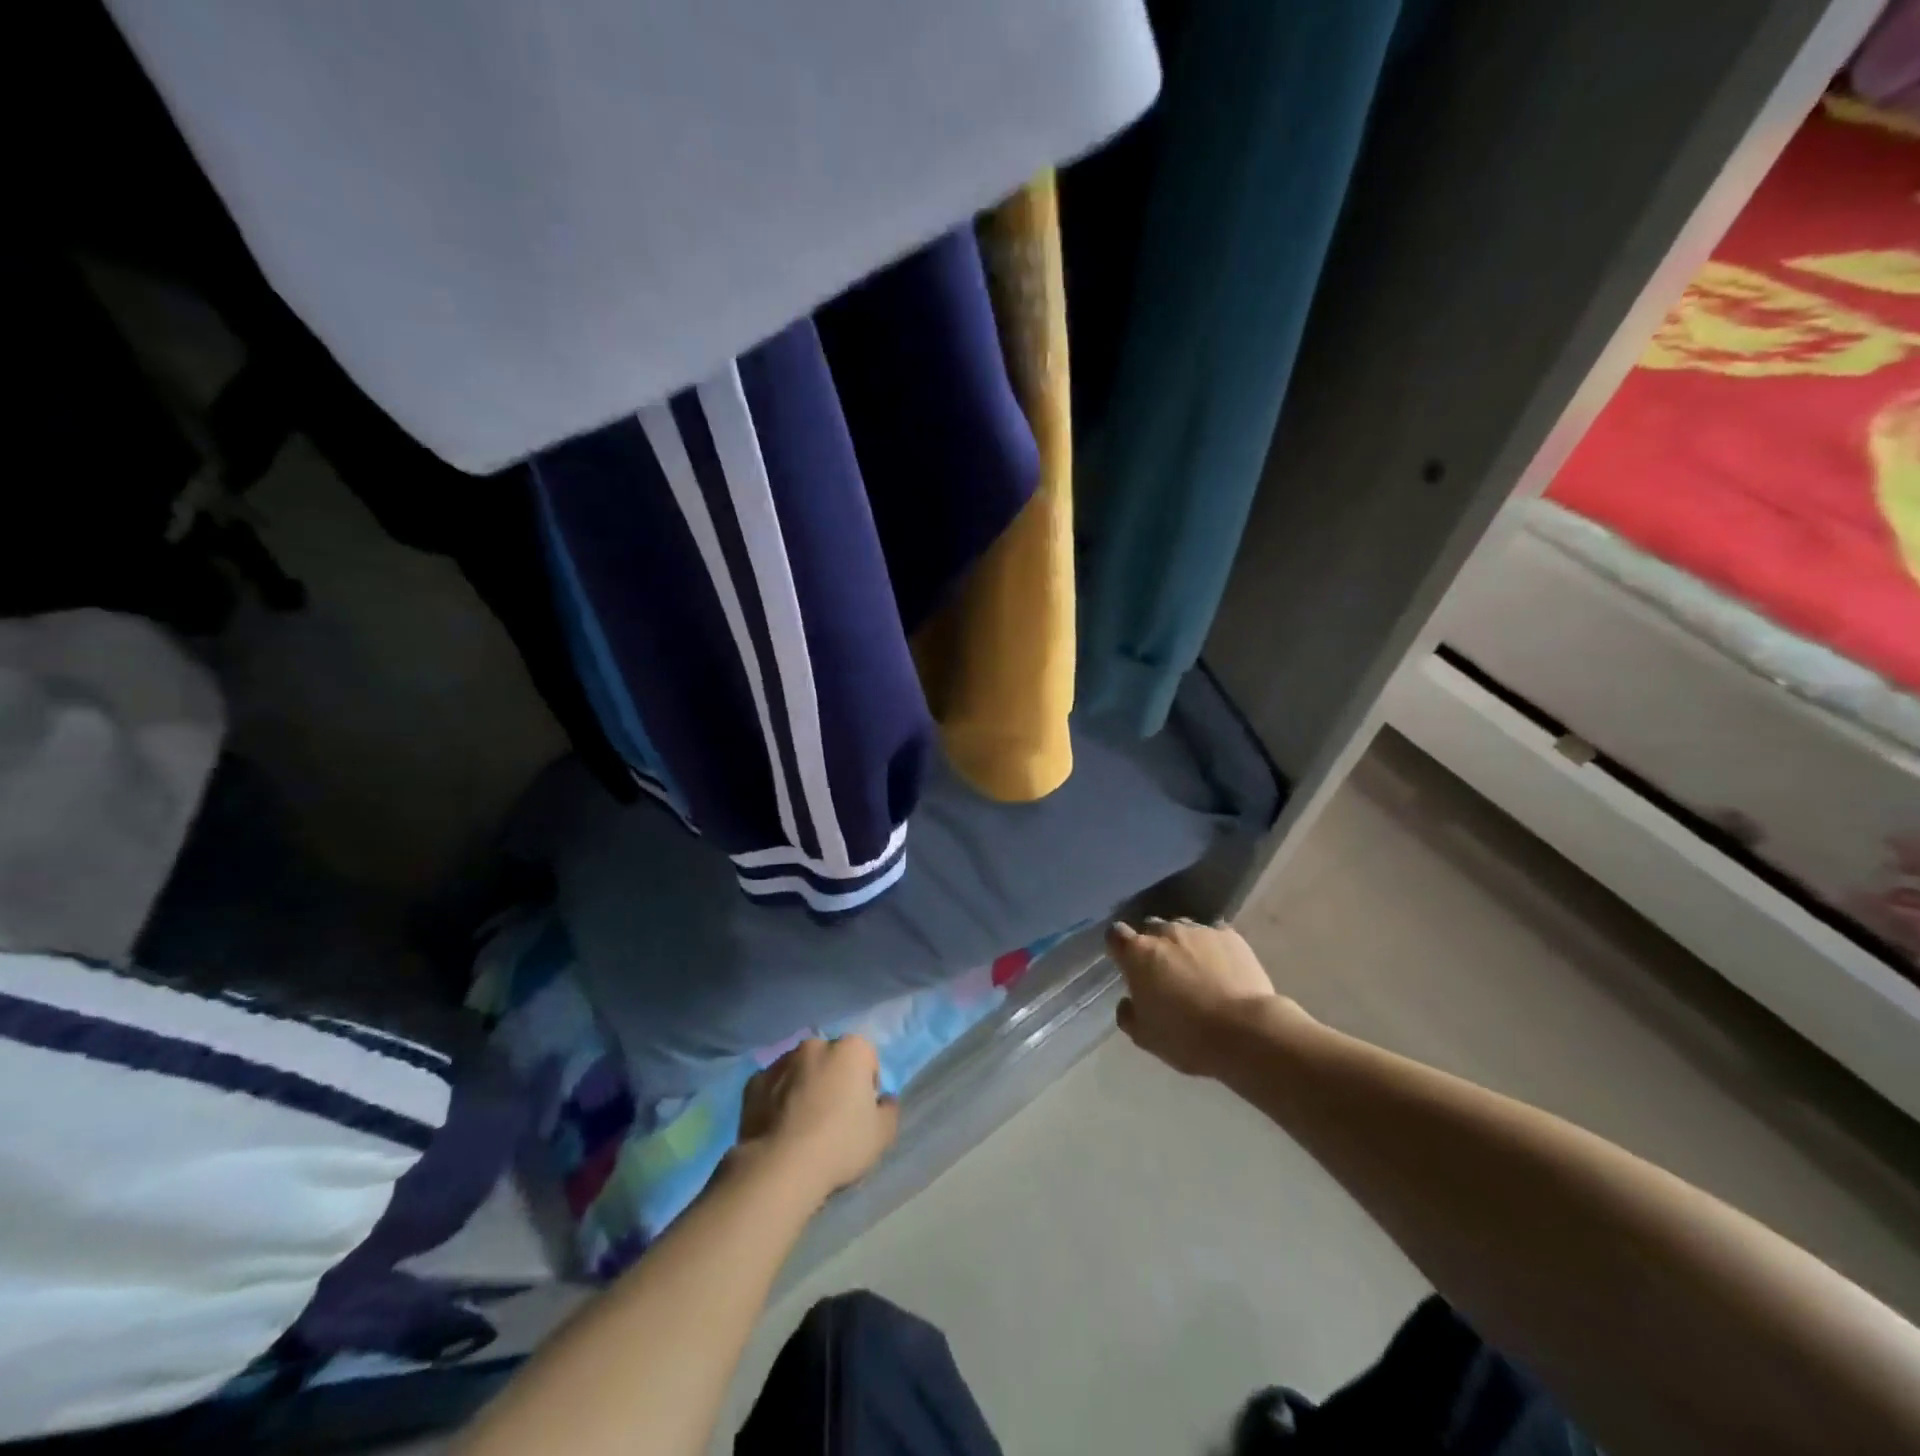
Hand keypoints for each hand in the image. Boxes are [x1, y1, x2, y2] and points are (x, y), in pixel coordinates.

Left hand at [737, 1036, 898, 1201]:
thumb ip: (890, 1110)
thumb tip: (885, 1099)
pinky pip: (772, 1086)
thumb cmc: (840, 1145)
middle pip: (832, 1059)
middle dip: (833, 1079)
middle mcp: (816, 1045)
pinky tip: (778, 1127)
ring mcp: (781, 1061)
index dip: (866, 1085)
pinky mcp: (754, 1081)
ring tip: (801, 1124)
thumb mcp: (882, 1135)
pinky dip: (776, 1098)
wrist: (780, 1167)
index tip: (860, 1113)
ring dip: (804, 1085)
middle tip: (832, 1117)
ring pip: (800, 1069)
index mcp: (851, 1049)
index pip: (867, 1059)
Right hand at [1108, 918, 1300, 1076]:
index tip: (1125, 962)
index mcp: (1138, 953)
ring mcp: (1200, 931)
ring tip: (1195, 971)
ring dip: (1183, 945)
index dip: (1118, 946)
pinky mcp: (1231, 937)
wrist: (1246, 1032)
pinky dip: (1212, 949)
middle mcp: (1166, 932)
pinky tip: (1222, 970)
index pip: (1116, 934)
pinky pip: (1214, 936)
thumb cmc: (1186, 1036)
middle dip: (1152, 945)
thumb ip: (1128, 1013)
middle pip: (1151, 928)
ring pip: (1183, 930)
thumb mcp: (1145, 1036)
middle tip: (1162, 972)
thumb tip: (1128, 1001)